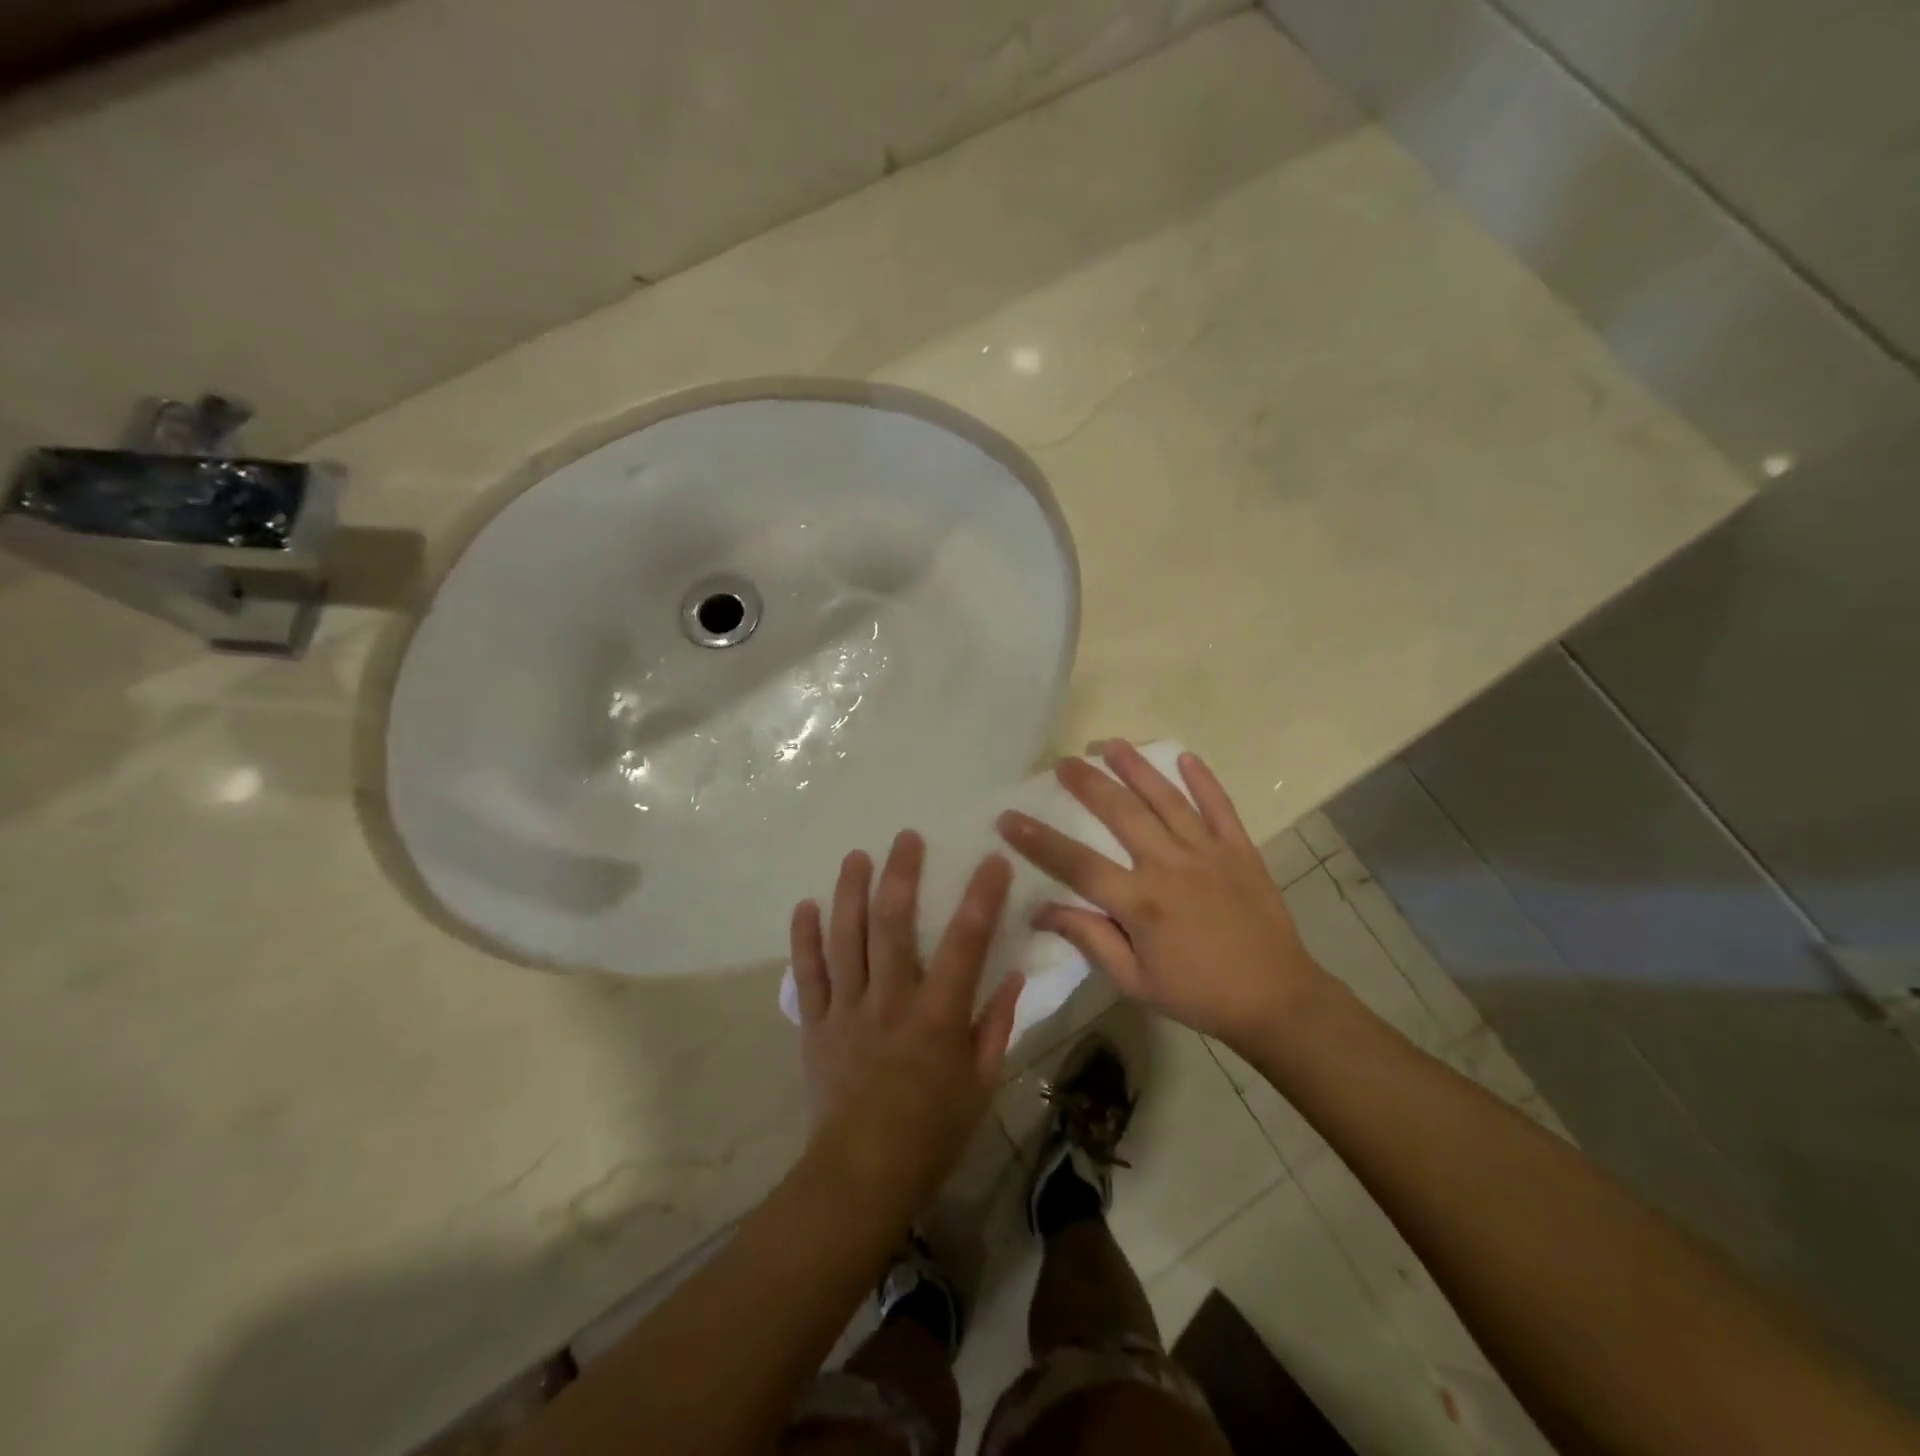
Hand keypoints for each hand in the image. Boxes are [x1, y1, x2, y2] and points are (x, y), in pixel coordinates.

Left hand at [790, 831, 1025, 1206]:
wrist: (860, 1178)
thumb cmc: (932, 1134)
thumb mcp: (981, 1085)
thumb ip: (996, 1026)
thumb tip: (1012, 975)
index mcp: (937, 1017)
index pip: (965, 944)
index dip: (981, 897)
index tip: (992, 860)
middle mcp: (890, 1001)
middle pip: (893, 925)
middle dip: (901, 875)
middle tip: (906, 838)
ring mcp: (847, 1010)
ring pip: (846, 939)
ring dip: (850, 893)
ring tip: (856, 857)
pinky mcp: (816, 1025)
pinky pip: (807, 975)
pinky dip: (804, 939)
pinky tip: (806, 906)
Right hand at [997, 742, 1329, 1051]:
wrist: (1277, 999)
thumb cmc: (1198, 994)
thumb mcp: (1134, 981)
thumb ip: (1090, 939)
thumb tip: (1041, 911)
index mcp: (1140, 902)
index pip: (1077, 864)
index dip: (1038, 840)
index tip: (1008, 817)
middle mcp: (1170, 866)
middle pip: (1120, 813)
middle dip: (1087, 783)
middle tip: (1062, 761)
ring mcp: (1208, 852)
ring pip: (1166, 799)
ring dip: (1136, 767)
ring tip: (1109, 744)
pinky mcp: (1240, 849)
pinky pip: (1220, 806)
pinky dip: (1203, 780)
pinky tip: (1185, 756)